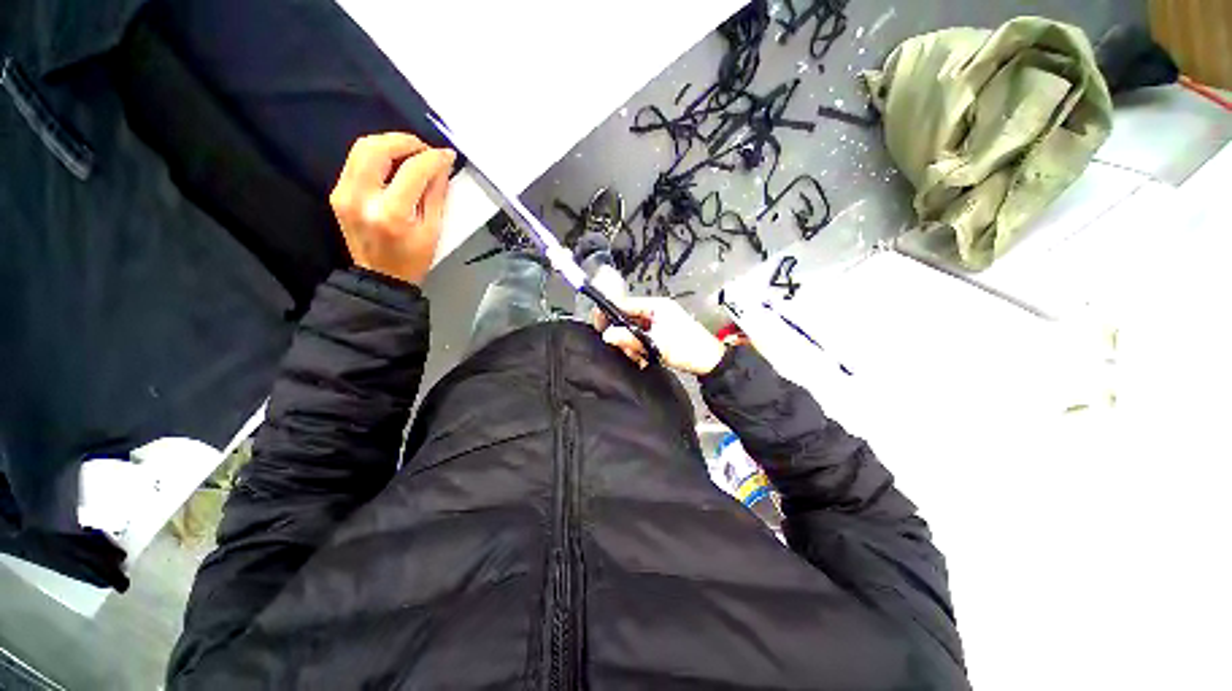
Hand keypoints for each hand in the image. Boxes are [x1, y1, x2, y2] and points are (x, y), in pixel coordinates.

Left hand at [329, 133, 455, 284]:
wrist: (379, 278)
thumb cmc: (412, 260)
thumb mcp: (433, 231)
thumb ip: (436, 195)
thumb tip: (441, 166)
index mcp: (391, 213)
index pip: (412, 170)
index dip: (433, 158)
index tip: (447, 155)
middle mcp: (362, 198)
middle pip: (377, 148)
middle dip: (405, 141)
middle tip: (425, 149)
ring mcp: (344, 194)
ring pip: (362, 148)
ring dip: (389, 143)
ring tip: (411, 152)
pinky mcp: (337, 193)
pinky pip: (356, 161)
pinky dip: (377, 155)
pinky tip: (394, 163)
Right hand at [596, 297, 726, 375]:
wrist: (710, 362)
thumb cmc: (687, 349)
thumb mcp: (657, 344)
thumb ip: (630, 339)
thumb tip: (606, 335)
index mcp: (656, 306)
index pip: (625, 303)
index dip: (610, 313)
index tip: (598, 326)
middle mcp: (656, 310)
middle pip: (628, 318)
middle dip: (623, 334)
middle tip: (624, 349)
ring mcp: (659, 322)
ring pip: (634, 330)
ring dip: (632, 344)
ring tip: (638, 357)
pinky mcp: (661, 333)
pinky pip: (642, 337)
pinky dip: (639, 347)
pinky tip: (643, 359)